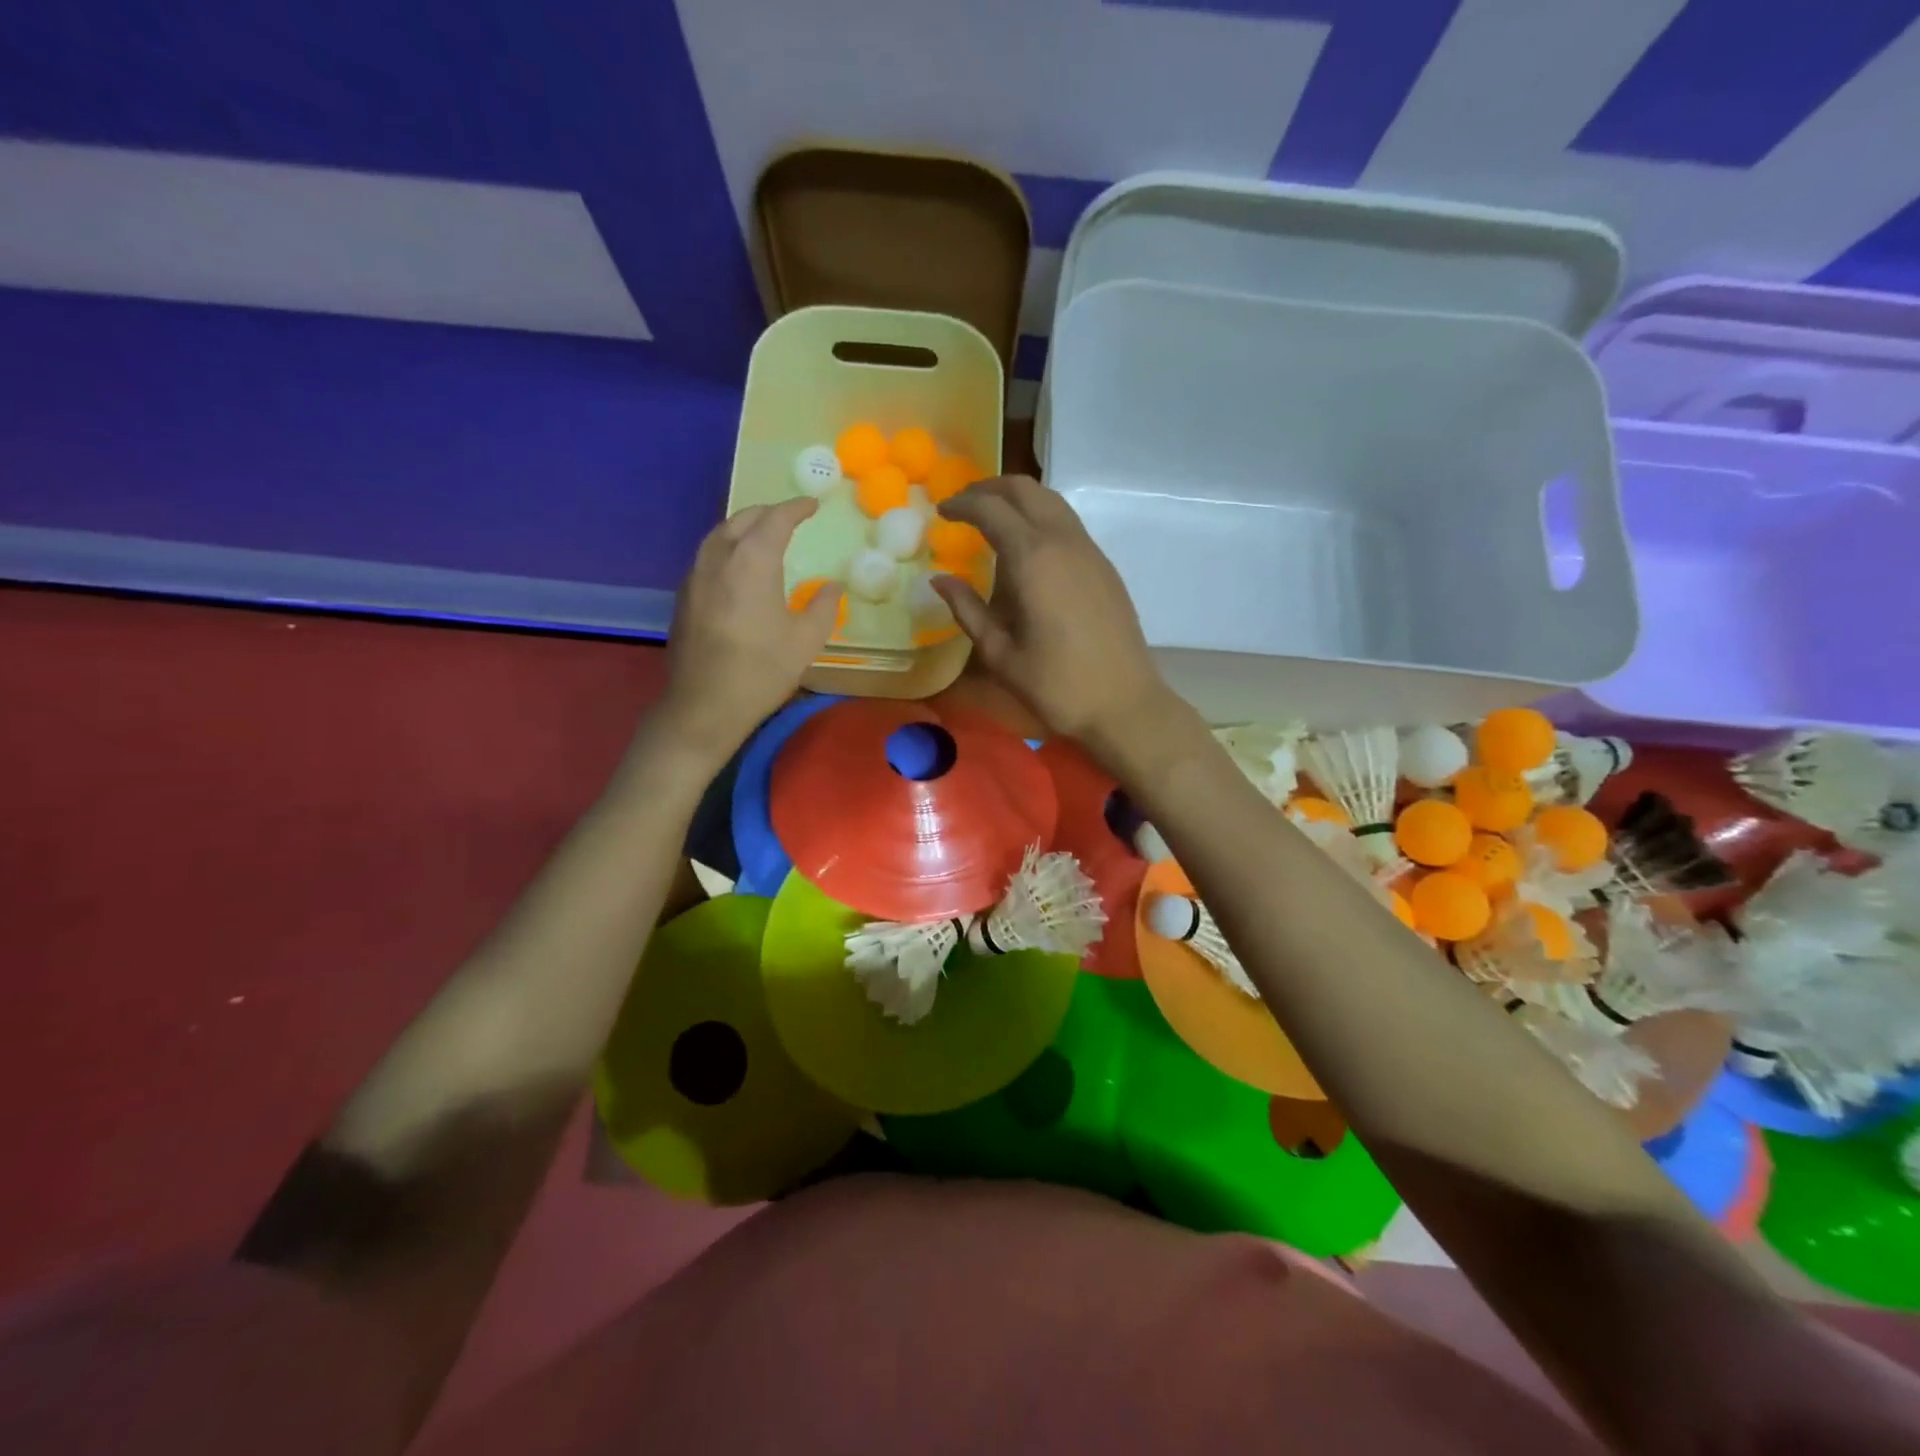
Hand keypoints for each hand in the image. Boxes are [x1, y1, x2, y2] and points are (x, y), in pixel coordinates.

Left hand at [660, 498, 841, 752]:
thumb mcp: (806, 640)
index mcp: (752, 561)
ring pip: (719, 535)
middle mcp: (719, 558)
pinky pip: (708, 555)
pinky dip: (727, 547)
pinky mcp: (684, 596)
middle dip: (768, 513)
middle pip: (742, 519)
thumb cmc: (762, 670)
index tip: (813, 504)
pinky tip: (738, 566)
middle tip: (790, 517)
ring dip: (744, 527)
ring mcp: (695, 576)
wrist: (704, 705)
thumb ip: (823, 606)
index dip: (796, 508)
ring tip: (763, 534)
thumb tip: (833, 585)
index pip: (775, 519)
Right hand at [933, 475, 1167, 743]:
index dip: (961, 504)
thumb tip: (940, 579)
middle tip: (963, 505)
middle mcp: (1063, 541)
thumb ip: (967, 610)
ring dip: (1018, 499)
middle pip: (1025, 489)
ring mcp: (1089, 551)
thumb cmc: (1056, 684)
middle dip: (989, 488)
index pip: (991, 509)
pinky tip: (1026, 548)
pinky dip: (1040, 518)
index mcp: (1033, 559)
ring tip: (991, 521)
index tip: (941, 512)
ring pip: (1051, 501)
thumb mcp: (999, 653)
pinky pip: (1067, 523)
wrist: (1124, 703)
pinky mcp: (1104, 566)